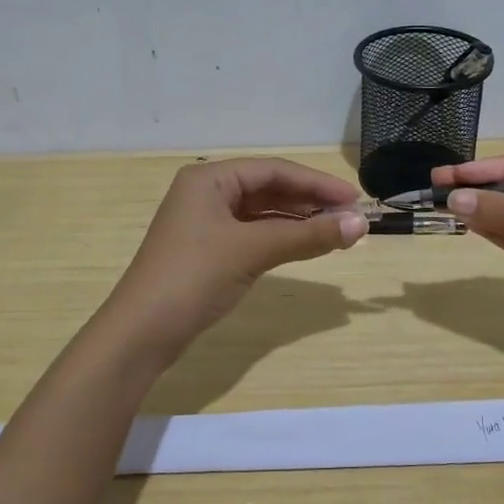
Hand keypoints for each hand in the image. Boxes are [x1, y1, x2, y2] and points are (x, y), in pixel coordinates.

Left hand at [102, 158, 366, 362]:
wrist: (142, 333)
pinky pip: (253, 234)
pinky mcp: (208, 250)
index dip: (317, 183)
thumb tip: (361, 224)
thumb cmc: (194, 277)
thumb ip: (308, 236)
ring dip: (298, 222)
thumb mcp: (252, 251)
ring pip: (263, 214)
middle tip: (350, 217)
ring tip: (336, 232)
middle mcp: (206, 193)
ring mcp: (205, 223)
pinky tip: (306, 246)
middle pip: (269, 189)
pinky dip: (281, 239)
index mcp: (209, 178)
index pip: (274, 170)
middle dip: (310, 202)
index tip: (354, 199)